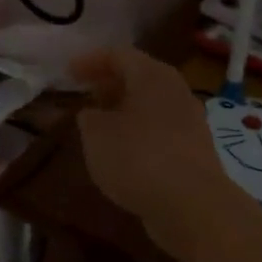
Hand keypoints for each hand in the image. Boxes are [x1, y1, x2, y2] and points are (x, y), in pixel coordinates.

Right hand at [70, 48, 244, 258]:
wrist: (193, 207)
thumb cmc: (138, 158)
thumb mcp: (96, 135)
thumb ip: (88, 118)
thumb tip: (92, 114)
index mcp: (152, 75)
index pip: (118, 55)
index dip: (90, 61)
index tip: (68, 73)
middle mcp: (175, 91)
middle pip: (138, 77)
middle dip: (109, 84)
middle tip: (84, 95)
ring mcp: (189, 121)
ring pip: (150, 105)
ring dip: (123, 110)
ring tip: (98, 125)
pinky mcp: (193, 150)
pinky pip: (159, 130)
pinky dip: (137, 132)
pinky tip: (122, 152)